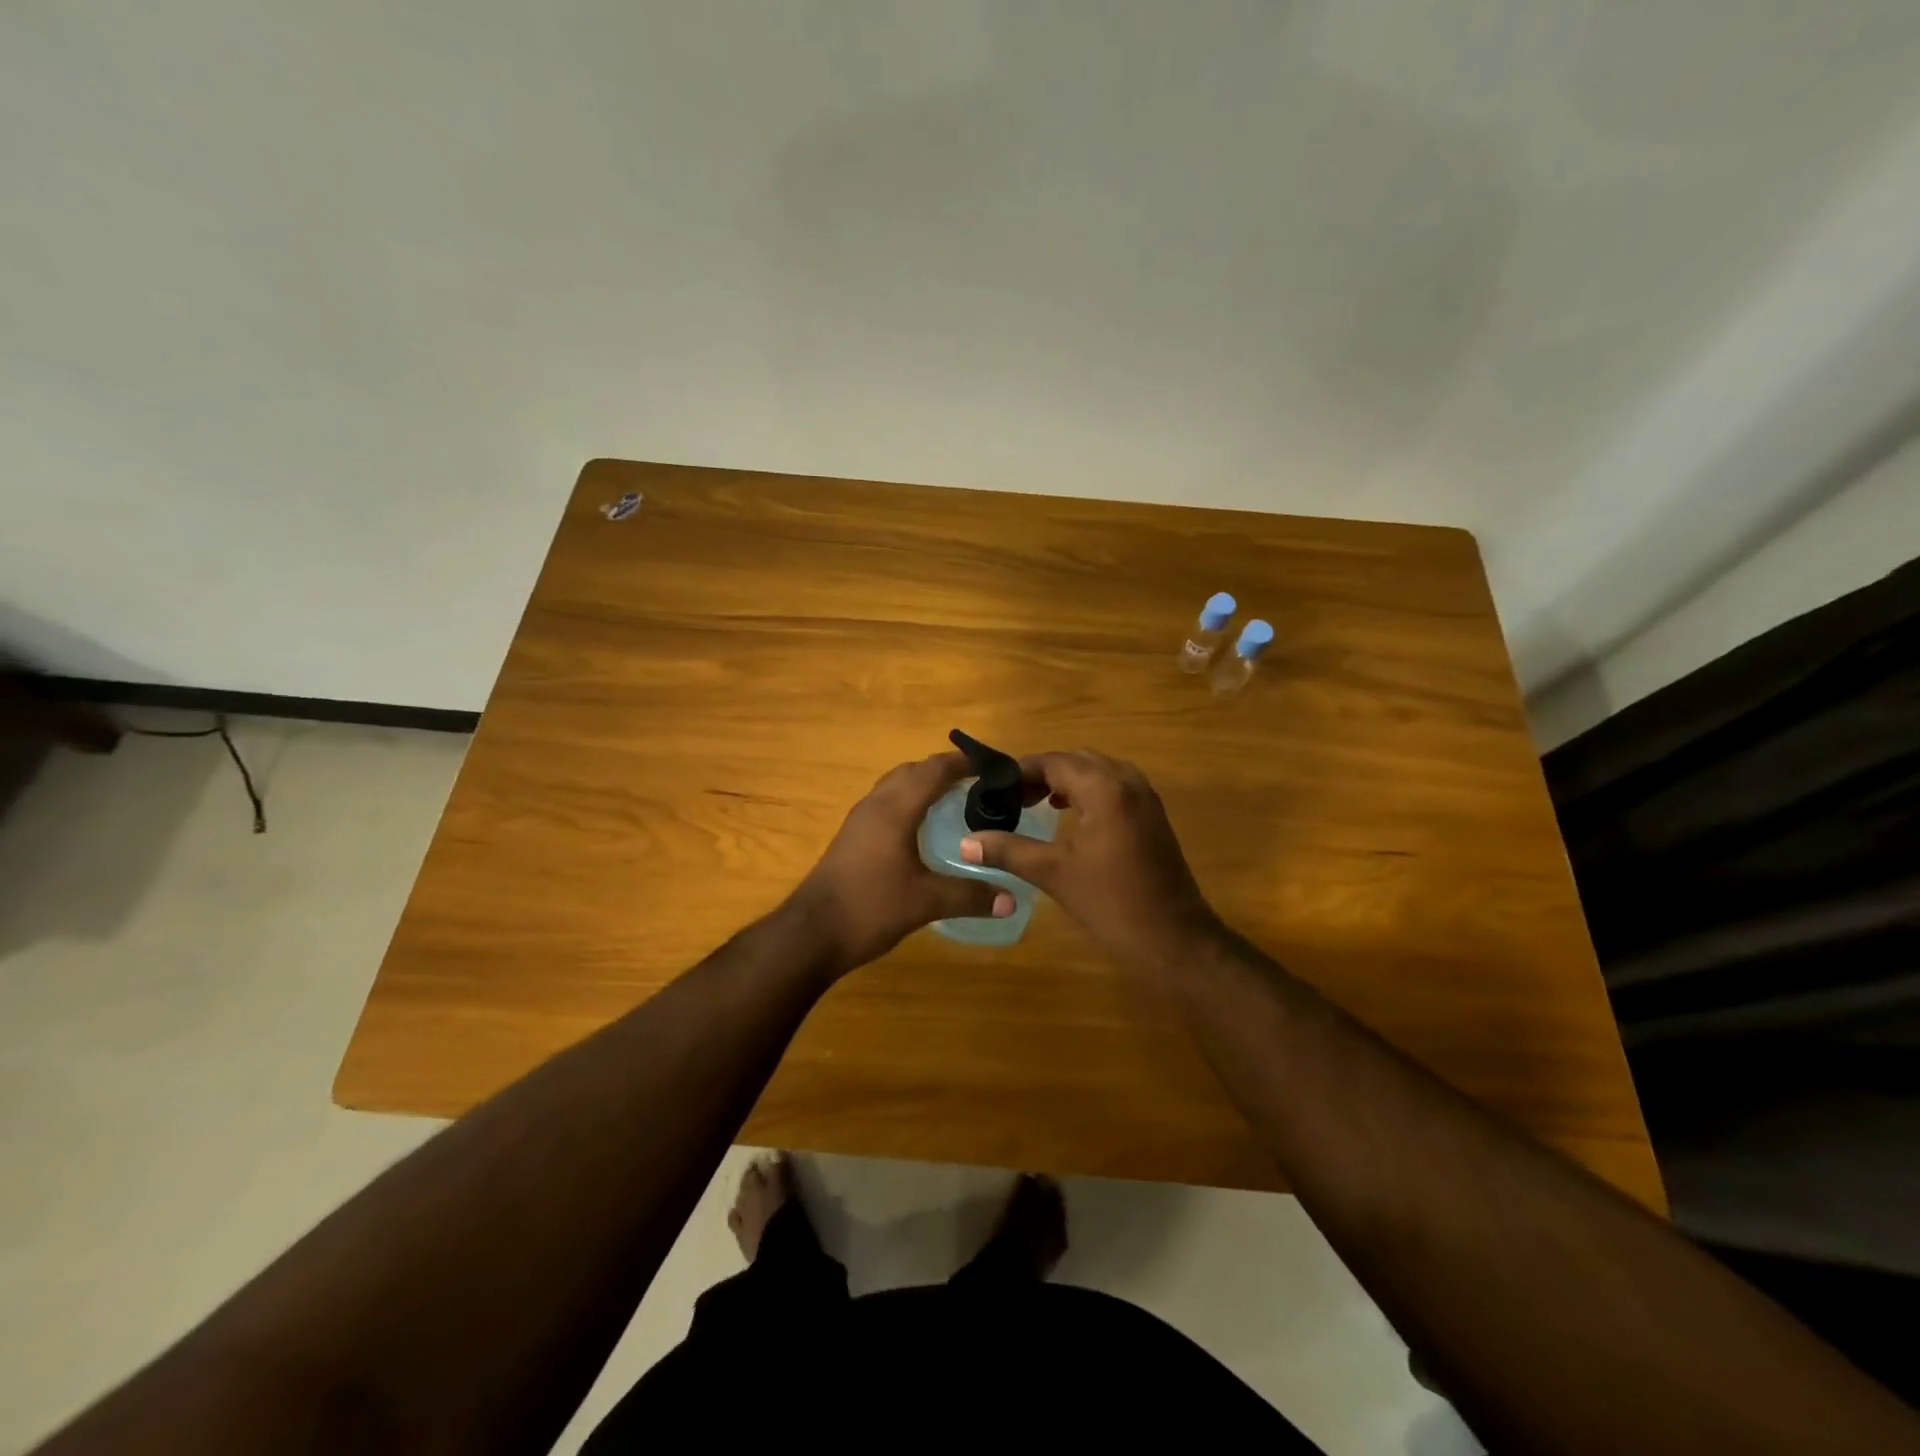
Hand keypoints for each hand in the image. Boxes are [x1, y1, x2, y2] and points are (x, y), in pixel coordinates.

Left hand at [788, 752, 1013, 977]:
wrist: (811, 933)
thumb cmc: (870, 907)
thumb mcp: (926, 902)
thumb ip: (970, 896)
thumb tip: (1013, 900)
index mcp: (895, 809)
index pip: (934, 770)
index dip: (964, 762)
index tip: (994, 765)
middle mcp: (876, 805)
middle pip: (913, 771)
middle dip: (945, 770)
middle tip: (979, 784)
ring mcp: (859, 820)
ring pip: (895, 786)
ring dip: (923, 784)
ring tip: (955, 801)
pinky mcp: (852, 837)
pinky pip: (885, 804)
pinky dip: (908, 802)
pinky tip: (922, 829)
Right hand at [961, 750, 1222, 977]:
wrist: (1172, 938)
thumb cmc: (1110, 902)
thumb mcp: (1053, 873)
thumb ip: (1008, 850)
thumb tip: (966, 843)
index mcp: (1104, 788)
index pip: (1054, 761)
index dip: (1020, 771)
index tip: (992, 787)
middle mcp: (1128, 782)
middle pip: (1077, 760)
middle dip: (1042, 773)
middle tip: (1010, 796)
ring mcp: (1145, 798)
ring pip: (1098, 771)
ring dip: (1066, 780)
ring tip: (1034, 802)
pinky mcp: (1152, 816)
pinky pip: (1115, 786)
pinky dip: (1088, 791)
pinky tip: (1070, 815)